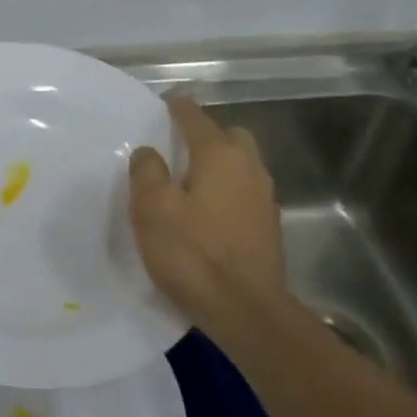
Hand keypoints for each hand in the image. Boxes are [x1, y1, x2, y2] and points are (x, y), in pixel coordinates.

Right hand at [128, 95, 286, 338]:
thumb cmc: (194, 254)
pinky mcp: (269, 227)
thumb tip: (149, 152)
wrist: (247, 311)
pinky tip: (207, 217)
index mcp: (220, 155)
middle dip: (205, 136)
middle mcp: (249, 167)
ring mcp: (264, 198)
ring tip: (188, 186)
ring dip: (218, 167)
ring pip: (241, 166)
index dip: (176, 107)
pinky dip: (227, 194)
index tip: (161, 106)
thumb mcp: (152, 209)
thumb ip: (147, 172)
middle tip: (176, 153)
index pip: (195, 116)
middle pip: (228, 136)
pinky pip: (244, 194)